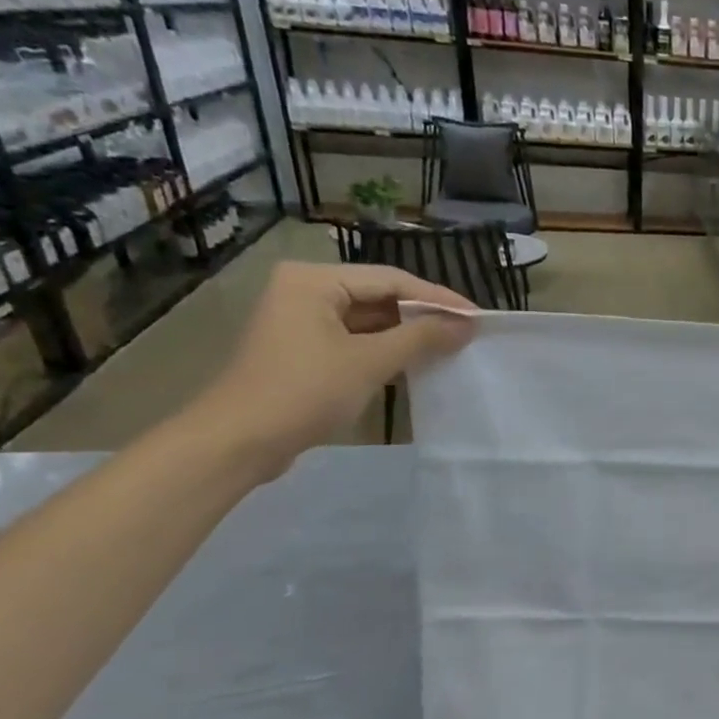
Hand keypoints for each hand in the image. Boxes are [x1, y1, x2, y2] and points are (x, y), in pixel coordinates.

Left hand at [188, 262, 475, 478]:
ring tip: (450, 347)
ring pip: (368, 320)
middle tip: (467, 333)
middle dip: (423, 315)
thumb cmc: (305, 391)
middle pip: (379, 296)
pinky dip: (385, 350)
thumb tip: (466, 325)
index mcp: (314, 280)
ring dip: (407, 334)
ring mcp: (301, 321)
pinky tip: (415, 363)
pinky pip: (355, 340)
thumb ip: (421, 338)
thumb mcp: (370, 362)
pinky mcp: (303, 350)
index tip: (478, 317)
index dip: (438, 299)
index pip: (391, 279)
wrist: (240, 439)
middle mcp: (305, 290)